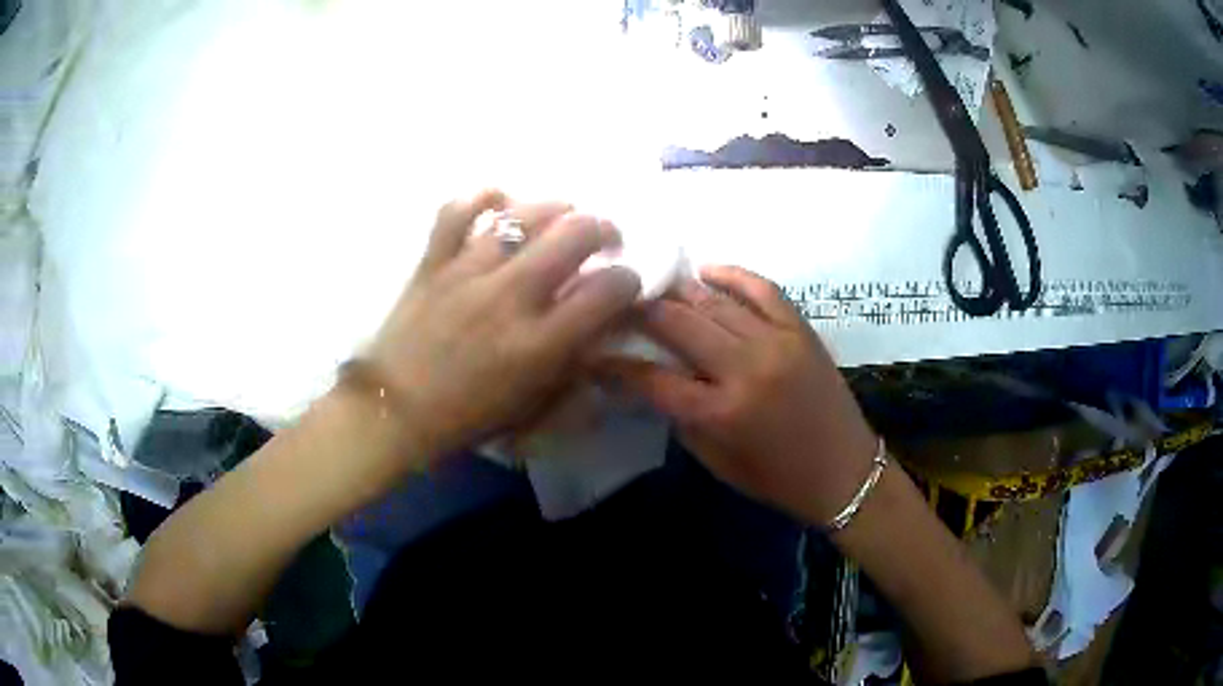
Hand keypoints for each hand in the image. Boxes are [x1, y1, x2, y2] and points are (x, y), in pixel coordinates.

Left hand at [364, 190, 641, 461]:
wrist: (394, 410)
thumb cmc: (466, 418)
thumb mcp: (533, 407)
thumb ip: (574, 369)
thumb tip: (601, 333)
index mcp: (539, 343)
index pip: (607, 291)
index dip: (629, 280)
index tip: (625, 283)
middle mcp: (510, 297)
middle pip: (574, 234)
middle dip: (603, 229)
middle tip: (604, 239)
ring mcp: (467, 272)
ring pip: (524, 214)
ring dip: (556, 208)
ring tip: (563, 217)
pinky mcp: (433, 261)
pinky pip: (457, 210)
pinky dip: (483, 197)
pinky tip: (501, 202)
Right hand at [603, 266, 877, 523]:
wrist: (843, 471)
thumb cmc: (775, 478)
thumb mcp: (716, 461)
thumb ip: (680, 416)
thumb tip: (649, 379)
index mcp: (720, 412)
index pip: (650, 377)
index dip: (613, 363)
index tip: (590, 350)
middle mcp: (745, 368)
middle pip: (677, 323)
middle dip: (639, 311)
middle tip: (617, 305)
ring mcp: (776, 342)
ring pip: (714, 301)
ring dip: (677, 292)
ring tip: (654, 287)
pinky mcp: (801, 329)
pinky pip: (762, 288)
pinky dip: (732, 275)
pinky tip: (706, 273)